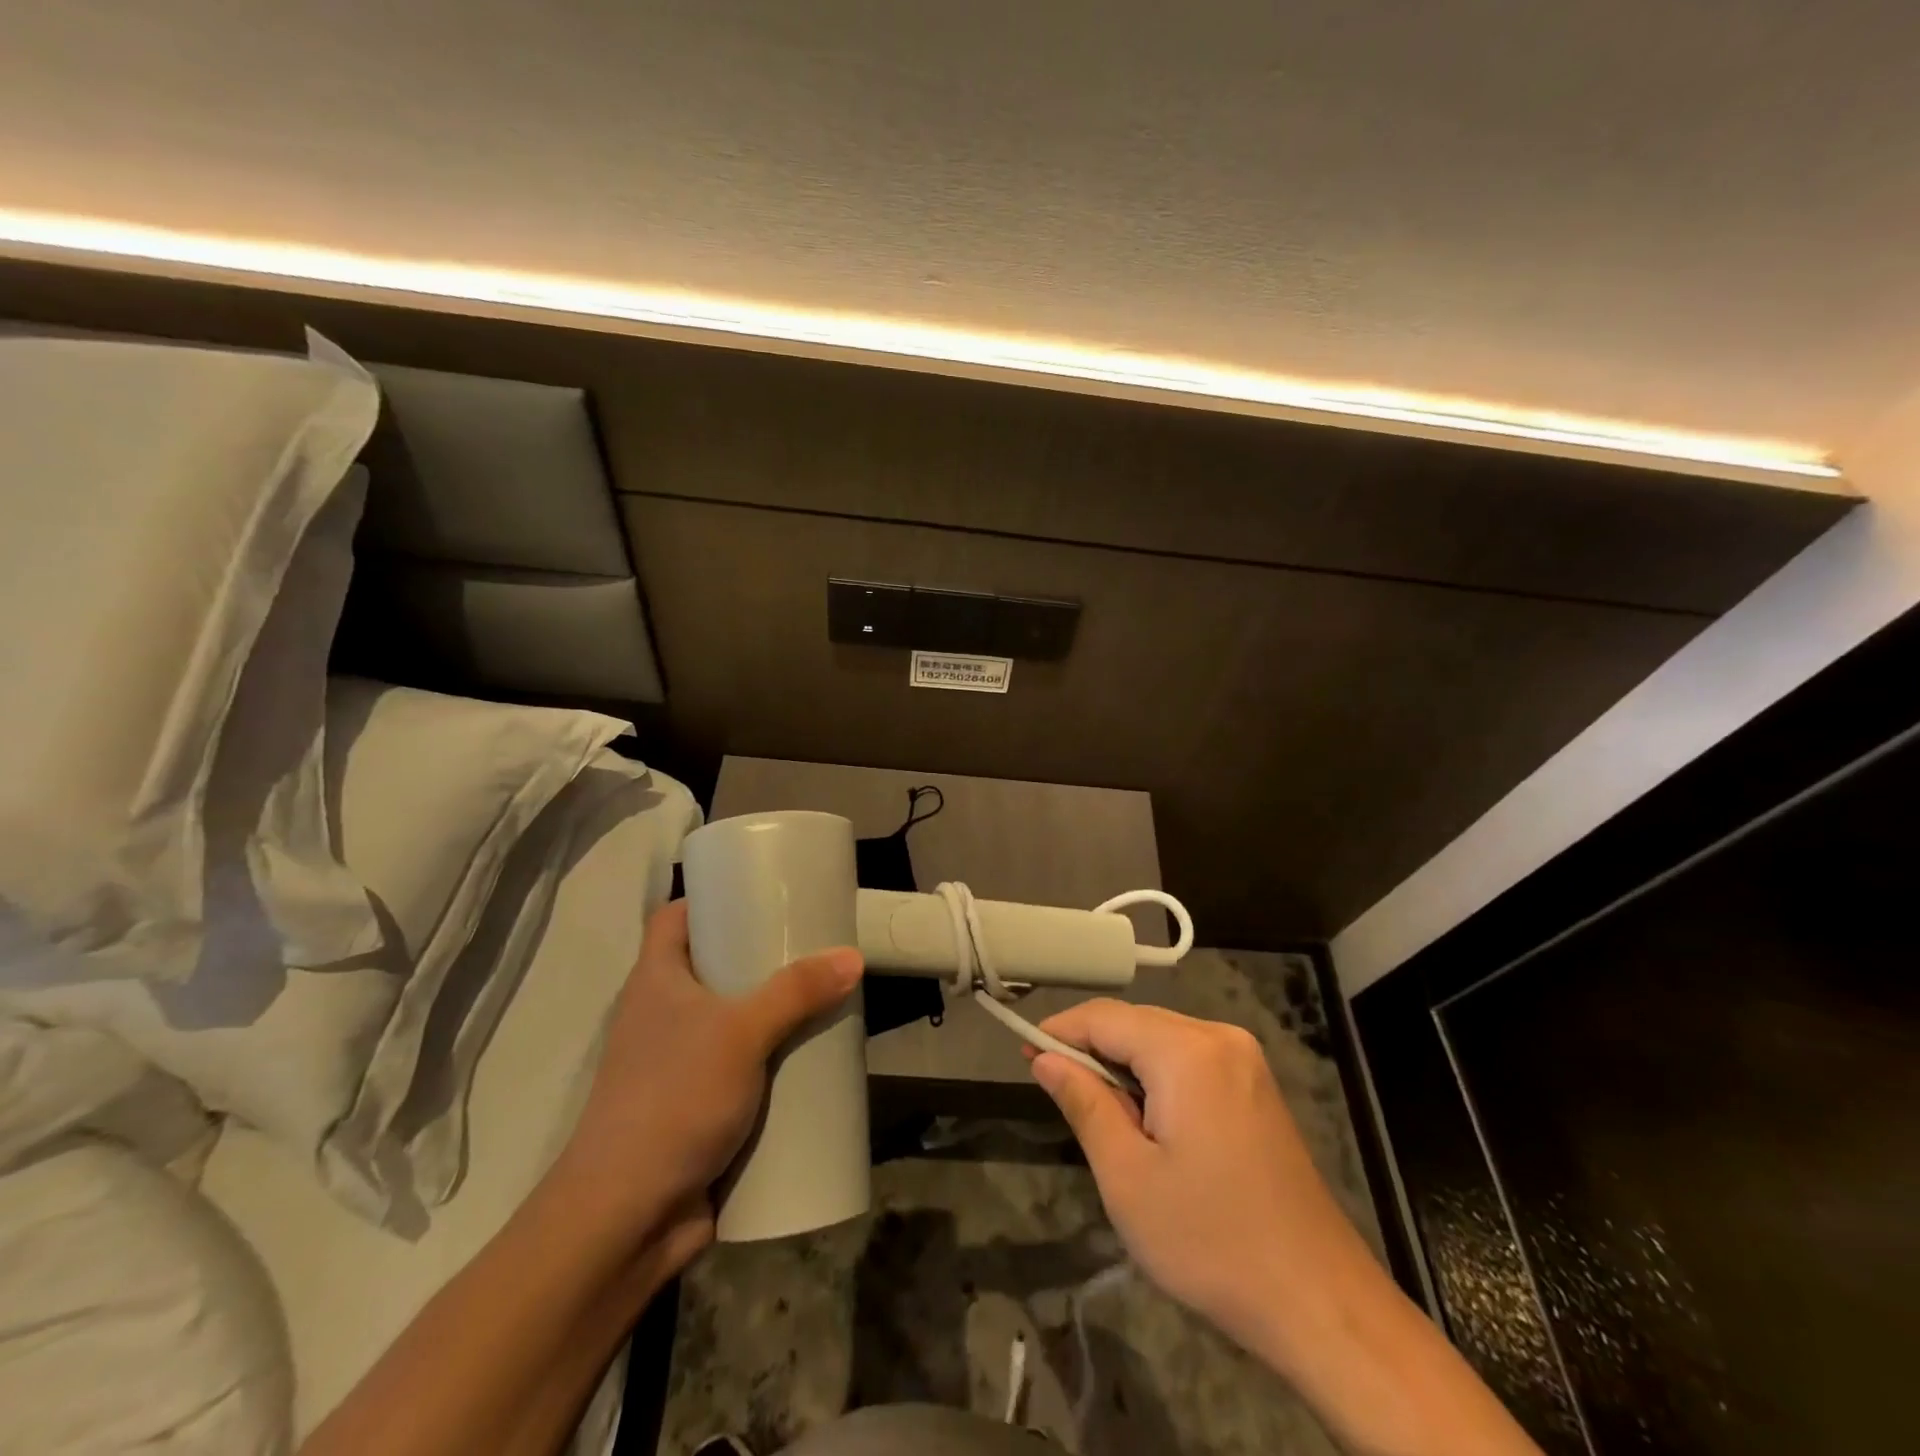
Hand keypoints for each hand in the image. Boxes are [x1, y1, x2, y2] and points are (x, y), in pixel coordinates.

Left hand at [549, 899, 862, 1271]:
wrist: (626, 1218)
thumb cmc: (673, 1099)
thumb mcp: (740, 1033)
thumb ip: (796, 992)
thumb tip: (852, 957)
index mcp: (656, 981)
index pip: (673, 918)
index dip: (709, 898)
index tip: (760, 890)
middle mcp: (662, 1015)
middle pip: (712, 966)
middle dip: (760, 956)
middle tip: (811, 943)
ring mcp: (678, 1064)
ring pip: (731, 1020)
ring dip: (771, 1012)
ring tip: (822, 995)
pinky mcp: (698, 1106)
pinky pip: (741, 1067)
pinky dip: (771, 1060)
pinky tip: (810, 1058)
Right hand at [1026, 1000, 1372, 1365]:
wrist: (1320, 1301)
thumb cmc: (1211, 1241)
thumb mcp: (1128, 1177)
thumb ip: (1084, 1103)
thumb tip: (1044, 1057)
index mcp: (1188, 1051)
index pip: (1105, 1017)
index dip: (1059, 1030)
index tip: (1023, 1055)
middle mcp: (1220, 1037)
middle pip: (1136, 1023)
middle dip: (1092, 1050)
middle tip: (1058, 1092)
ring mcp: (1245, 1059)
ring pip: (1162, 1039)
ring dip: (1124, 1066)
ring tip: (1101, 1115)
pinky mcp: (1256, 1085)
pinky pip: (1190, 1058)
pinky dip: (1157, 1077)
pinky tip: (1147, 1120)